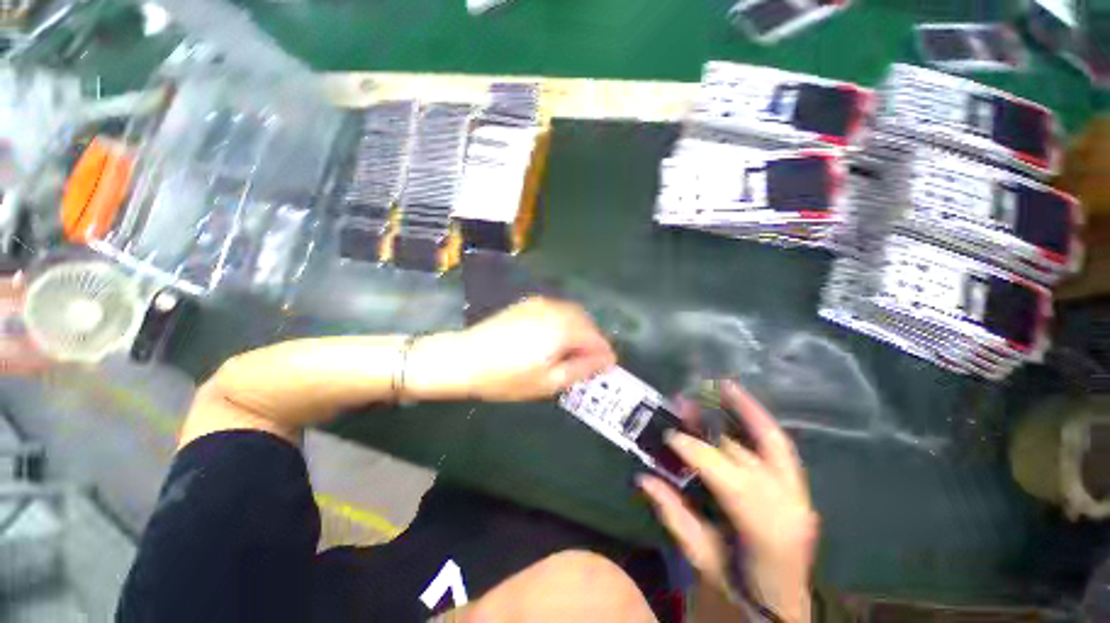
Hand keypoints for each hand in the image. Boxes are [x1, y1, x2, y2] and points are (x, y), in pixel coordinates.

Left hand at [406, 297, 615, 401]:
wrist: (464, 358)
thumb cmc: (506, 377)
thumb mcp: (548, 382)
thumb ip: (581, 368)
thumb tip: (606, 360)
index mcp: (563, 329)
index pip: (596, 338)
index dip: (604, 353)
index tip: (607, 367)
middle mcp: (556, 310)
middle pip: (587, 322)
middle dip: (593, 341)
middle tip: (589, 363)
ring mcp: (541, 303)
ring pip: (573, 314)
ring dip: (580, 331)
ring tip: (573, 352)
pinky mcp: (528, 303)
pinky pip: (557, 310)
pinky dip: (565, 322)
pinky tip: (555, 338)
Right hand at [638, 382, 817, 622]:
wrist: (780, 604)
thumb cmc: (738, 584)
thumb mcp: (701, 556)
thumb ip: (674, 515)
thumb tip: (643, 478)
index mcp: (765, 531)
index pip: (728, 478)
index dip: (695, 452)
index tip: (669, 435)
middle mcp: (789, 506)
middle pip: (745, 456)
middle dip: (709, 428)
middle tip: (684, 402)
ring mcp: (799, 494)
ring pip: (771, 443)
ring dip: (745, 410)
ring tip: (724, 385)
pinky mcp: (798, 487)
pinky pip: (778, 446)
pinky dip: (760, 421)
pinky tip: (743, 402)